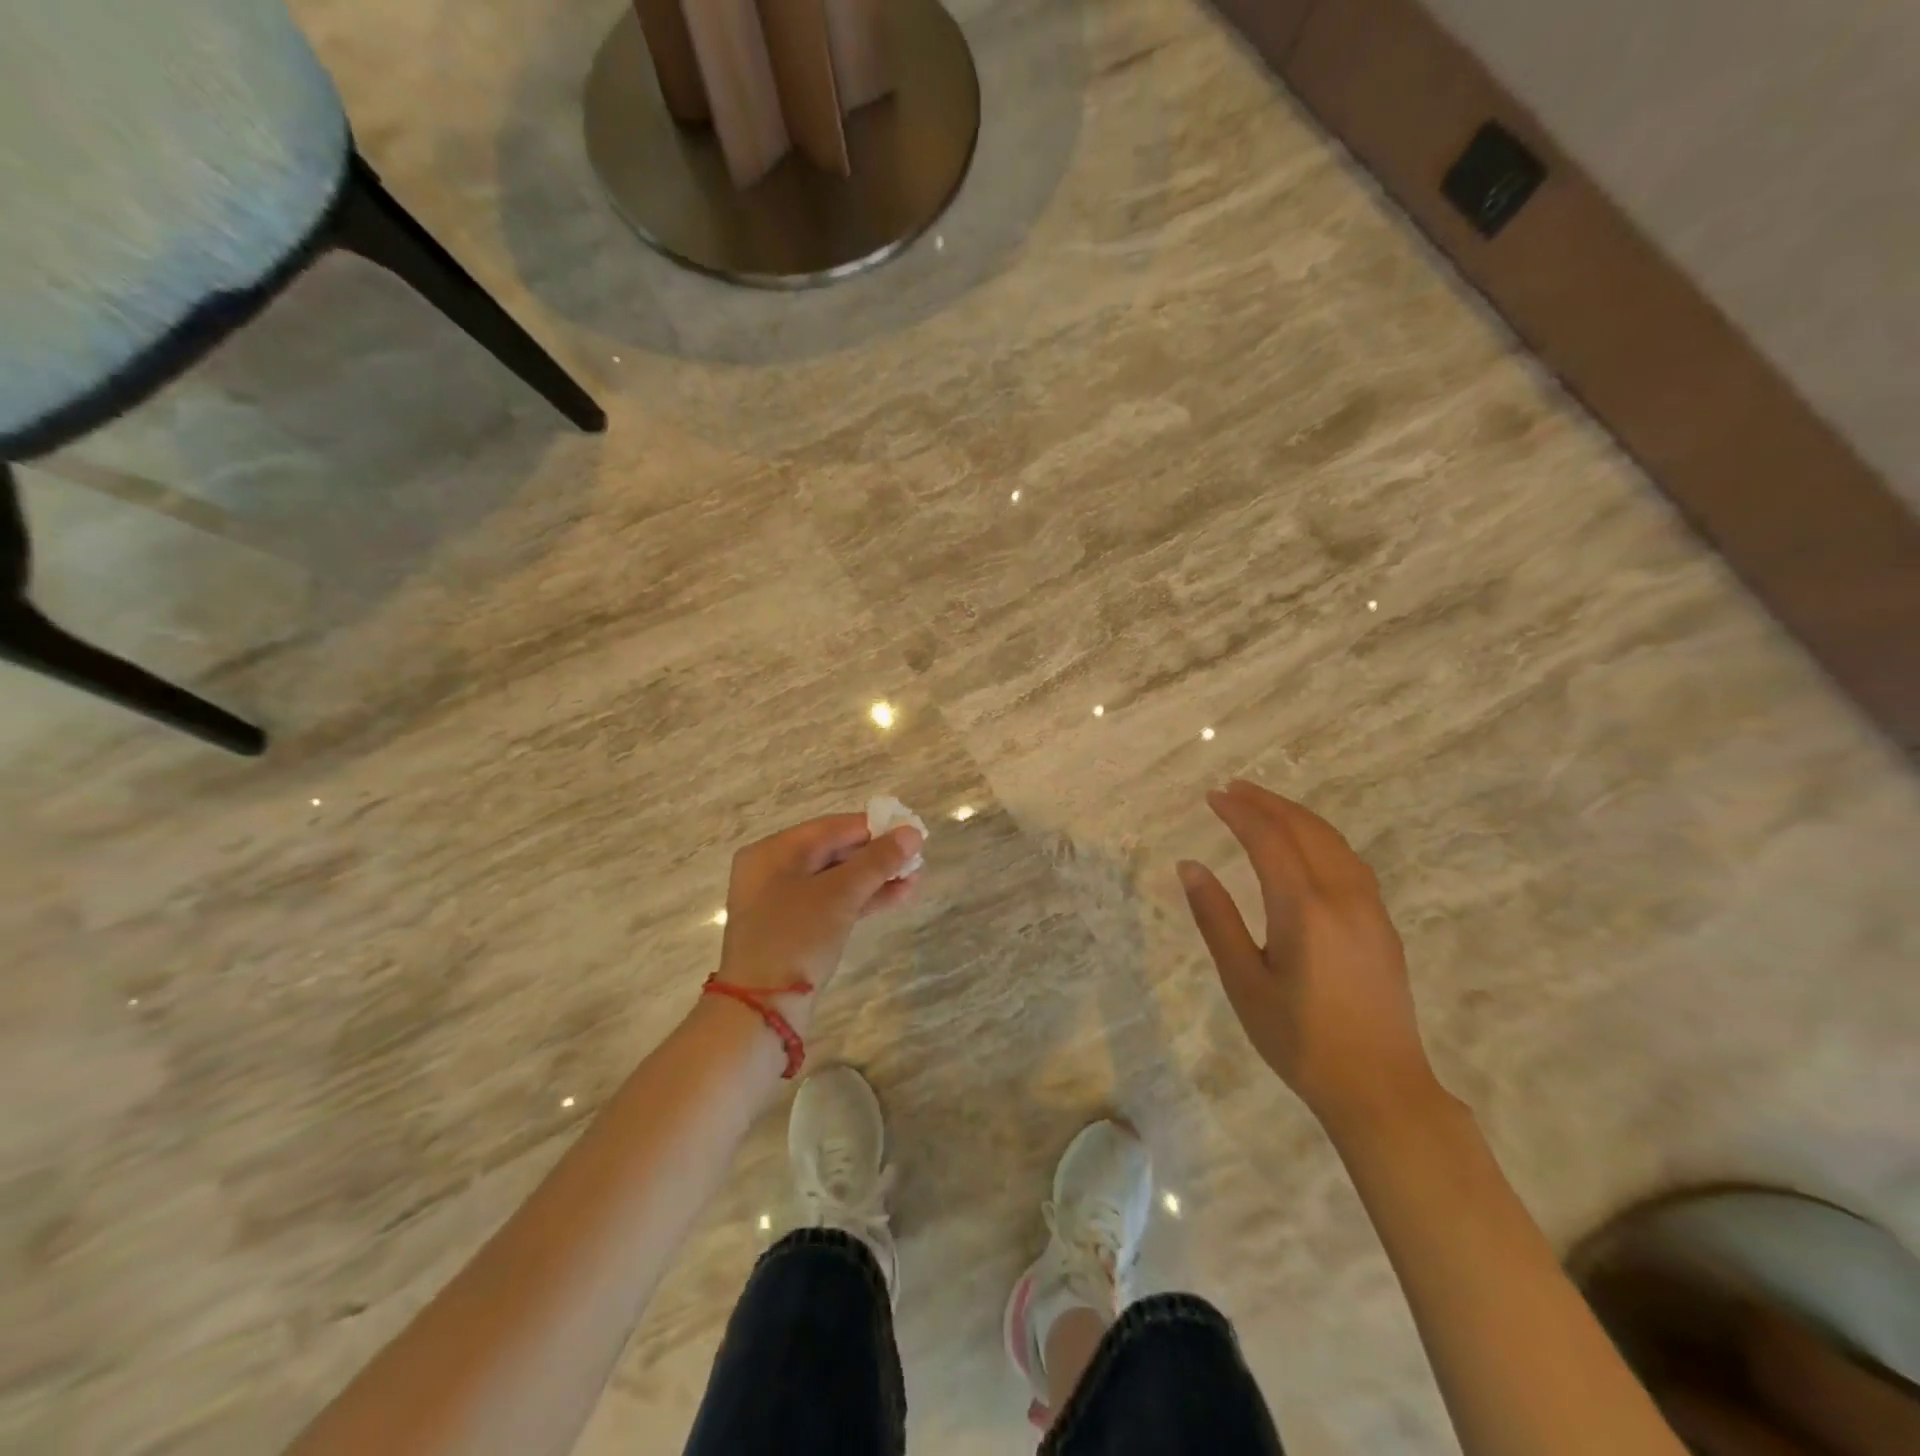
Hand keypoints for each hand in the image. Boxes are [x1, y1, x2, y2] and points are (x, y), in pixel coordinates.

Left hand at [716, 813, 923, 1018]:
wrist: (762, 1009)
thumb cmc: (796, 937)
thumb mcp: (840, 894)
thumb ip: (877, 860)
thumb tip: (912, 832)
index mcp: (773, 851)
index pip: (832, 828)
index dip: (874, 828)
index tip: (911, 832)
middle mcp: (773, 870)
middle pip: (834, 852)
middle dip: (878, 857)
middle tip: (917, 860)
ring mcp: (782, 902)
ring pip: (836, 880)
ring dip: (875, 879)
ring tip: (916, 880)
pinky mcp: (793, 929)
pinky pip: (832, 903)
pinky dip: (861, 900)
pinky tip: (897, 897)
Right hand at [1177, 780, 1441, 1129]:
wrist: (1381, 1089)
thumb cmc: (1299, 1039)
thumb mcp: (1243, 981)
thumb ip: (1216, 918)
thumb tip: (1190, 866)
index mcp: (1303, 907)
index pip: (1268, 839)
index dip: (1239, 813)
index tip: (1213, 796)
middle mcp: (1342, 896)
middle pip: (1305, 829)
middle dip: (1268, 803)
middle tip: (1234, 789)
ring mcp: (1370, 909)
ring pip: (1333, 841)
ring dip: (1296, 816)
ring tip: (1265, 807)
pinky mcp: (1382, 925)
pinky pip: (1350, 861)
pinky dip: (1321, 838)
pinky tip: (1307, 847)